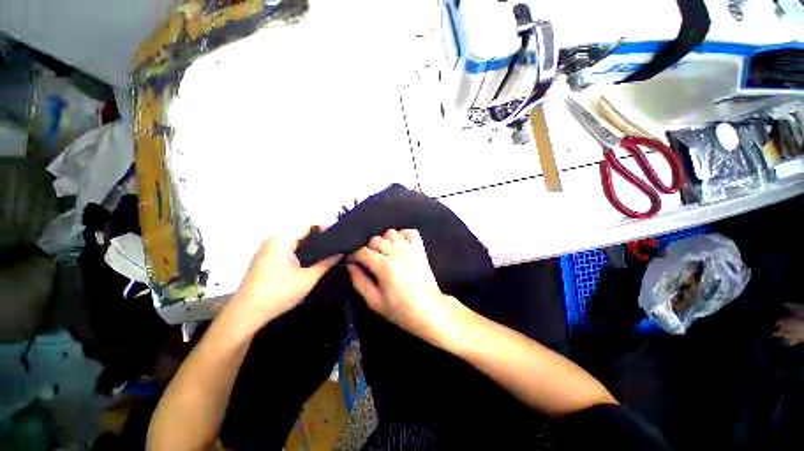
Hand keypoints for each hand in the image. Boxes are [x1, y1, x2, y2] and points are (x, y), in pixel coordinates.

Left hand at [230, 231, 340, 330]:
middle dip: (320, 237)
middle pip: (302, 231)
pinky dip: (301, 251)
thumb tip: (342, 251)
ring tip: (328, 253)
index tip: (340, 237)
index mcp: (282, 238)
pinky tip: (311, 261)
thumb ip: (327, 262)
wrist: (246, 314)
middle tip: (337, 246)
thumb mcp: (308, 278)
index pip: (309, 224)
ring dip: (311, 245)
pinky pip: (288, 248)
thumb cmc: (279, 292)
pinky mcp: (265, 258)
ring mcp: (268, 249)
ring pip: (295, 240)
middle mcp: (273, 239)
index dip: (326, 228)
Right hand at [347, 229, 459, 345]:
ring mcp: (411, 249)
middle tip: (367, 260)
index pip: (362, 251)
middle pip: (375, 240)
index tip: (351, 261)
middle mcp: (397, 253)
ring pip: (390, 232)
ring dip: (383, 241)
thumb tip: (350, 266)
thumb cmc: (401, 310)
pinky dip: (402, 234)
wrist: (429, 310)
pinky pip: (410, 231)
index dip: (353, 255)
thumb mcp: (375, 302)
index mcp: (385, 266)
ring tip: (383, 253)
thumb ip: (359, 282)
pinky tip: (399, 245)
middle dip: (367, 248)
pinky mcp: (420, 249)